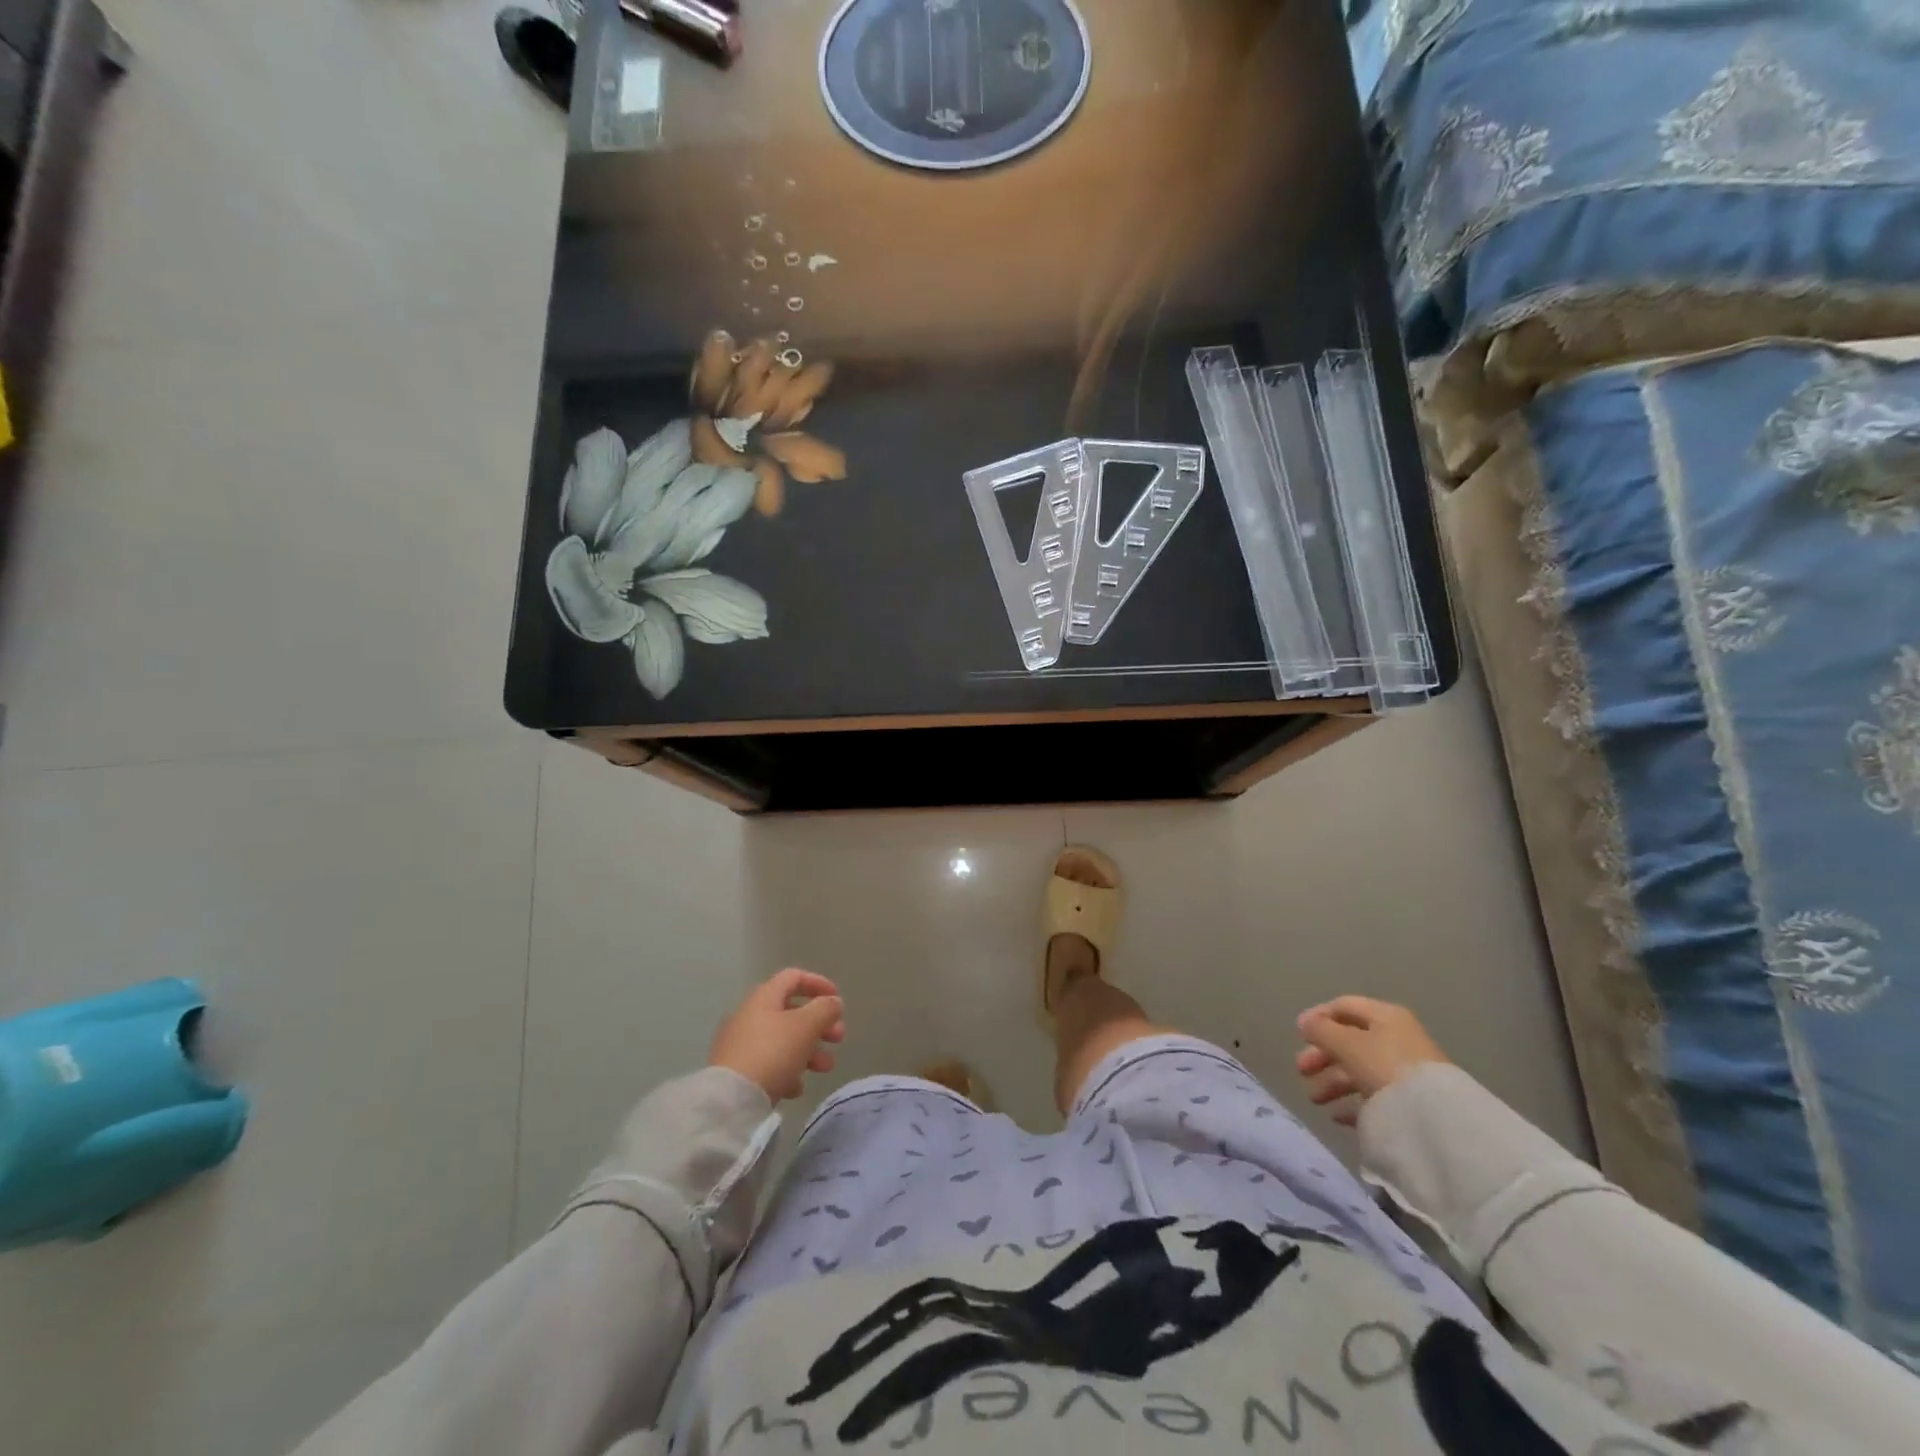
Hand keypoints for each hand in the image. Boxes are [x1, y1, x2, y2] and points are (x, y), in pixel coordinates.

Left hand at [710, 968, 846, 1102]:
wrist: (730, 1100)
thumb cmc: (773, 1052)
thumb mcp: (807, 1026)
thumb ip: (825, 1009)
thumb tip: (833, 1002)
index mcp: (764, 997)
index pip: (794, 977)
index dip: (818, 984)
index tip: (838, 999)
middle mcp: (749, 1015)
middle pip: (791, 1012)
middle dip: (819, 1024)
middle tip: (838, 1039)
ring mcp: (740, 1044)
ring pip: (782, 1040)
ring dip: (809, 1050)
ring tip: (825, 1068)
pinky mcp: (736, 1072)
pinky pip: (768, 1064)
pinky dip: (787, 1071)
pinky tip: (796, 1089)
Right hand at [1294, 996, 1448, 1125]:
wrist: (1434, 1118)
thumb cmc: (1384, 1066)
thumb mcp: (1346, 1043)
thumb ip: (1320, 1030)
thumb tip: (1304, 1022)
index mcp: (1385, 1016)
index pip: (1344, 1006)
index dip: (1318, 1017)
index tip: (1298, 1035)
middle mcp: (1396, 1039)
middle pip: (1349, 1041)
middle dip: (1322, 1055)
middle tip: (1301, 1071)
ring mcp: (1404, 1072)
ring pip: (1359, 1070)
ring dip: (1332, 1082)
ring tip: (1315, 1100)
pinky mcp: (1409, 1102)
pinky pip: (1373, 1098)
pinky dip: (1352, 1103)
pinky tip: (1337, 1115)